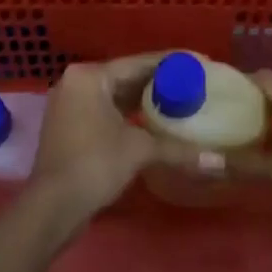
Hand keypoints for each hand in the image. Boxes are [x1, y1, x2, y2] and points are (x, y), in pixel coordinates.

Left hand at [31, 53, 189, 225]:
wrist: (51, 208)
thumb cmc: (94, 165)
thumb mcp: (139, 150)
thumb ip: (178, 149)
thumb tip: (219, 162)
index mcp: (90, 76)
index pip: (138, 62)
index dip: (171, 63)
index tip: (199, 63)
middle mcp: (76, 82)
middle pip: (126, 76)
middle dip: (158, 82)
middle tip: (193, 83)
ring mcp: (69, 104)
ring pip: (115, 94)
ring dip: (143, 99)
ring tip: (179, 100)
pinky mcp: (68, 126)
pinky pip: (105, 110)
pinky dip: (127, 113)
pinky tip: (152, 121)